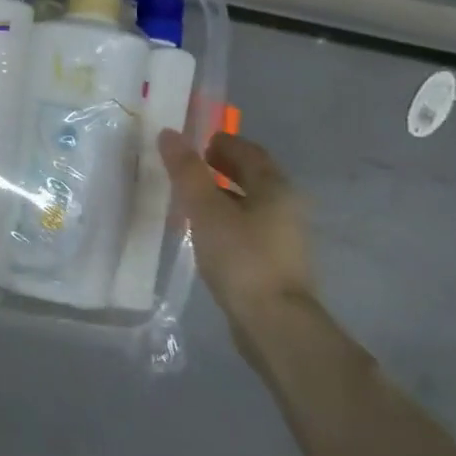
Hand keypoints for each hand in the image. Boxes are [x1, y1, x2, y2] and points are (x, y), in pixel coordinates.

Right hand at [159, 130, 313, 343]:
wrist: (273, 322)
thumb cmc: (241, 256)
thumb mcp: (205, 209)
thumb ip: (187, 171)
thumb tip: (170, 133)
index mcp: (275, 188)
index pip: (250, 152)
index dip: (223, 142)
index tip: (195, 141)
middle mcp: (286, 207)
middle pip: (253, 177)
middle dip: (222, 167)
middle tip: (188, 166)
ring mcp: (283, 237)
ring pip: (249, 204)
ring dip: (222, 195)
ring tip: (188, 197)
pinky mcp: (273, 263)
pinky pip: (246, 228)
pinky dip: (225, 219)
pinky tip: (204, 231)